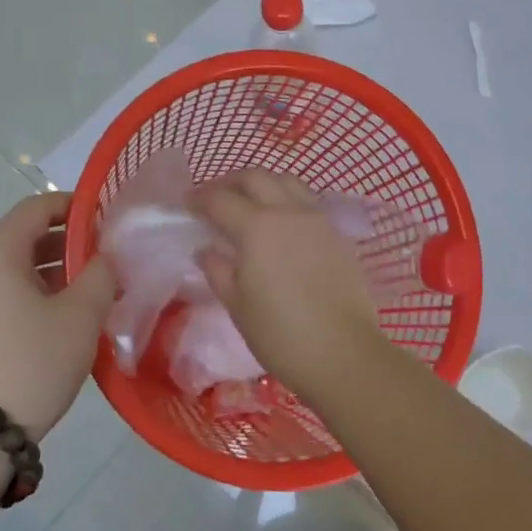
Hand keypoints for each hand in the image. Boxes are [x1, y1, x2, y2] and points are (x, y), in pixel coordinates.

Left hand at [0, 192, 115, 438]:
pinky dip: (35, 290)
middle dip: (70, 241)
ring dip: (55, 268)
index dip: (76, 206)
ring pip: (16, 264)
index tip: (109, 219)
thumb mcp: (81, 315)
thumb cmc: (33, 361)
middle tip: (109, 258)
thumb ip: (101, 273)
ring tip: (95, 288)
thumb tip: (104, 258)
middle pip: (26, 234)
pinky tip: (66, 313)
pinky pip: (4, 289)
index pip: (38, 206)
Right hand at [192, 170, 388, 395]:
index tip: (187, 205)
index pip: (220, 199)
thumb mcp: (237, 305)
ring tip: (249, 203)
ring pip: (286, 181)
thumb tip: (207, 249)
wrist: (343, 353)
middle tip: (215, 198)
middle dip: (229, 182)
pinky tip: (280, 222)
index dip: (199, 199)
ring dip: (262, 184)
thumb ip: (218, 270)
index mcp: (257, 227)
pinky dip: (287, 198)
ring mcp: (317, 219)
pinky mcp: (337, 233)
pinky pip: (307, 200)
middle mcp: (288, 212)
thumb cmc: (281, 334)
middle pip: (255, 177)